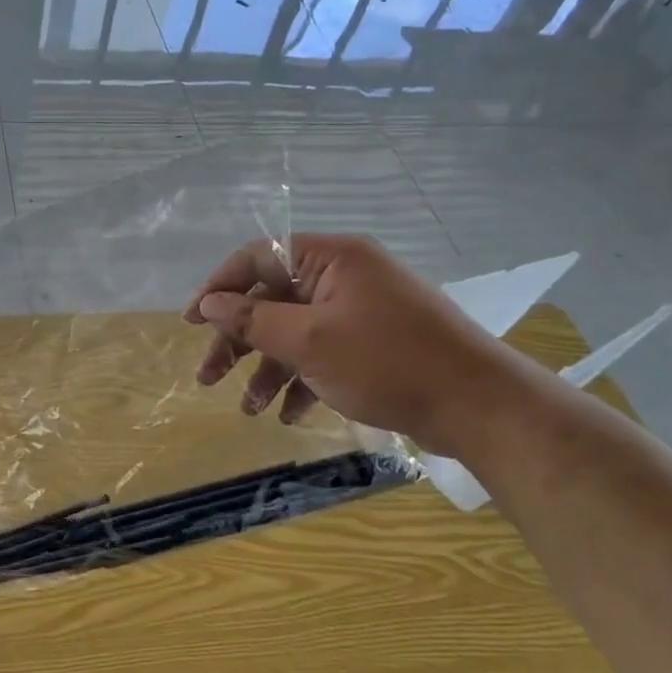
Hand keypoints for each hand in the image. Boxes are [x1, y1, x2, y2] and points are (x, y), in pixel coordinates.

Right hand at [184, 234, 528, 458]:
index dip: (219, 288)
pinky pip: (323, 354)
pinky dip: (302, 381)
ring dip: (268, 370)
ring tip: (250, 409)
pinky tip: (289, 414)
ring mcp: (360, 312)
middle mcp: (344, 277)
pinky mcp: (374, 344)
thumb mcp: (308, 341)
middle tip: (209, 377)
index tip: (192, 321)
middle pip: (272, 300)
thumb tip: (208, 303)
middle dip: (239, 341)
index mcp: (331, 259)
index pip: (257, 258)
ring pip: (295, 333)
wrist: (479, 406)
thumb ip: (252, 319)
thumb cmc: (387, 362)